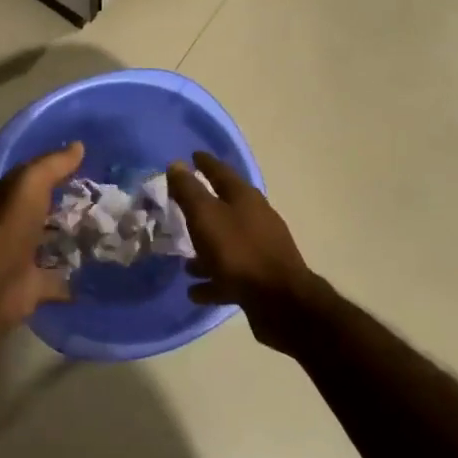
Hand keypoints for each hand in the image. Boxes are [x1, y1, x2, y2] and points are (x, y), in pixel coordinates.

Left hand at [0, 142, 82, 415]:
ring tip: (108, 238)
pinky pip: (58, 282)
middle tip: (107, 206)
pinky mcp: (33, 287)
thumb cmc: (10, 223)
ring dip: (72, 243)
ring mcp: (23, 258)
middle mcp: (15, 227)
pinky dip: (72, 281)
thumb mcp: (31, 182)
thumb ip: (53, 165)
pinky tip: (97, 276)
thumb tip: (78, 146)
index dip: (59, 174)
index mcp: (11, 199)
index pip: (36, 182)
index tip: (90, 171)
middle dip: (69, 210)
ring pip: (52, 247)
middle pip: (45, 215)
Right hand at [167, 151, 330, 352]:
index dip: (205, 163)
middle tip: (181, 208)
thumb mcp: (206, 216)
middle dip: (204, 208)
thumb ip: (189, 191)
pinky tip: (195, 291)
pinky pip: (230, 274)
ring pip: (227, 243)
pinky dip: (213, 278)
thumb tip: (176, 164)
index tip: (192, 155)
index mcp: (245, 198)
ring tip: (185, 261)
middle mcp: (256, 219)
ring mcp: (261, 249)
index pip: (221, 172)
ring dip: (206, 249)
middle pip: (225, 208)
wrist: (280, 301)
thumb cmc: (238, 251)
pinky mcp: (261, 278)